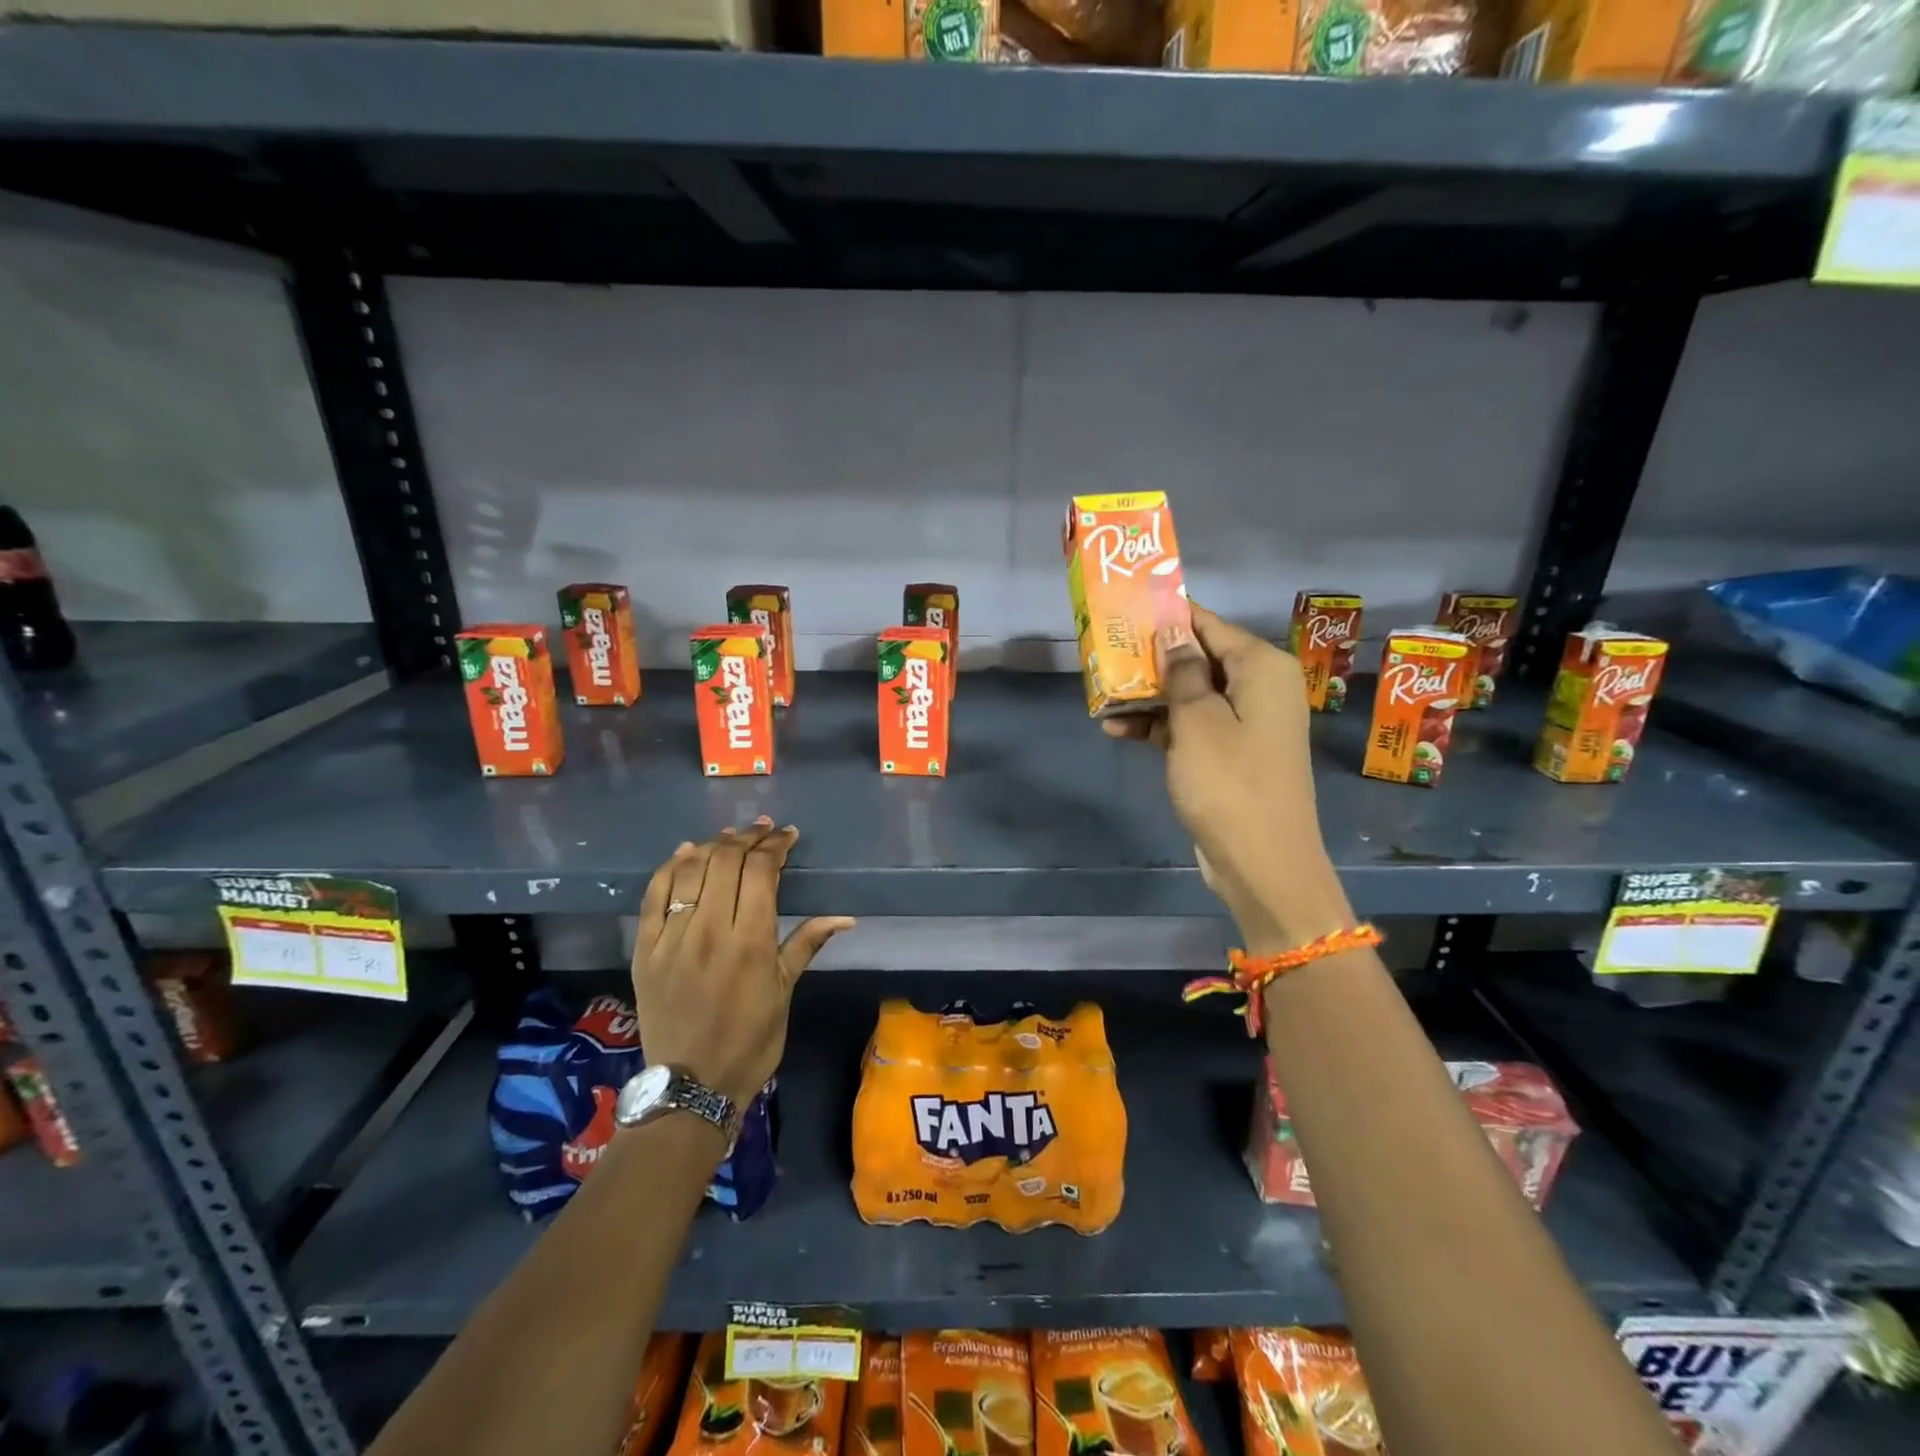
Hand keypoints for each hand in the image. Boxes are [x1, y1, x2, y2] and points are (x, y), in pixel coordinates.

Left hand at [632, 819, 854, 1108]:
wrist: (690, 1086)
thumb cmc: (750, 1041)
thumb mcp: (785, 992)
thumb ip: (806, 944)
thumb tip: (844, 916)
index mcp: (750, 941)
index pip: (761, 871)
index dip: (775, 846)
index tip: (787, 836)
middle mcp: (709, 930)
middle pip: (726, 862)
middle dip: (747, 838)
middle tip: (762, 831)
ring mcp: (672, 938)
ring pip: (690, 870)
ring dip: (713, 846)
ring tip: (730, 837)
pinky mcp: (644, 949)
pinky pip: (653, 895)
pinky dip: (671, 867)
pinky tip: (686, 853)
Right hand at [1104, 605, 1350, 951]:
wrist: (1261, 863)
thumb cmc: (1229, 783)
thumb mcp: (1197, 721)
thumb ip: (1182, 671)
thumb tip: (1173, 629)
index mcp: (1261, 668)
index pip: (1208, 625)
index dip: (1167, 617)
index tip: (1125, 610)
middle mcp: (1258, 687)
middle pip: (1197, 659)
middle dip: (1151, 660)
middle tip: (1103, 654)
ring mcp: (1244, 723)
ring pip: (1190, 695)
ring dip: (1148, 697)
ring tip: (1101, 695)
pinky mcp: (1229, 754)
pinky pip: (1191, 727)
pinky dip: (1160, 727)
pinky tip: (1117, 730)